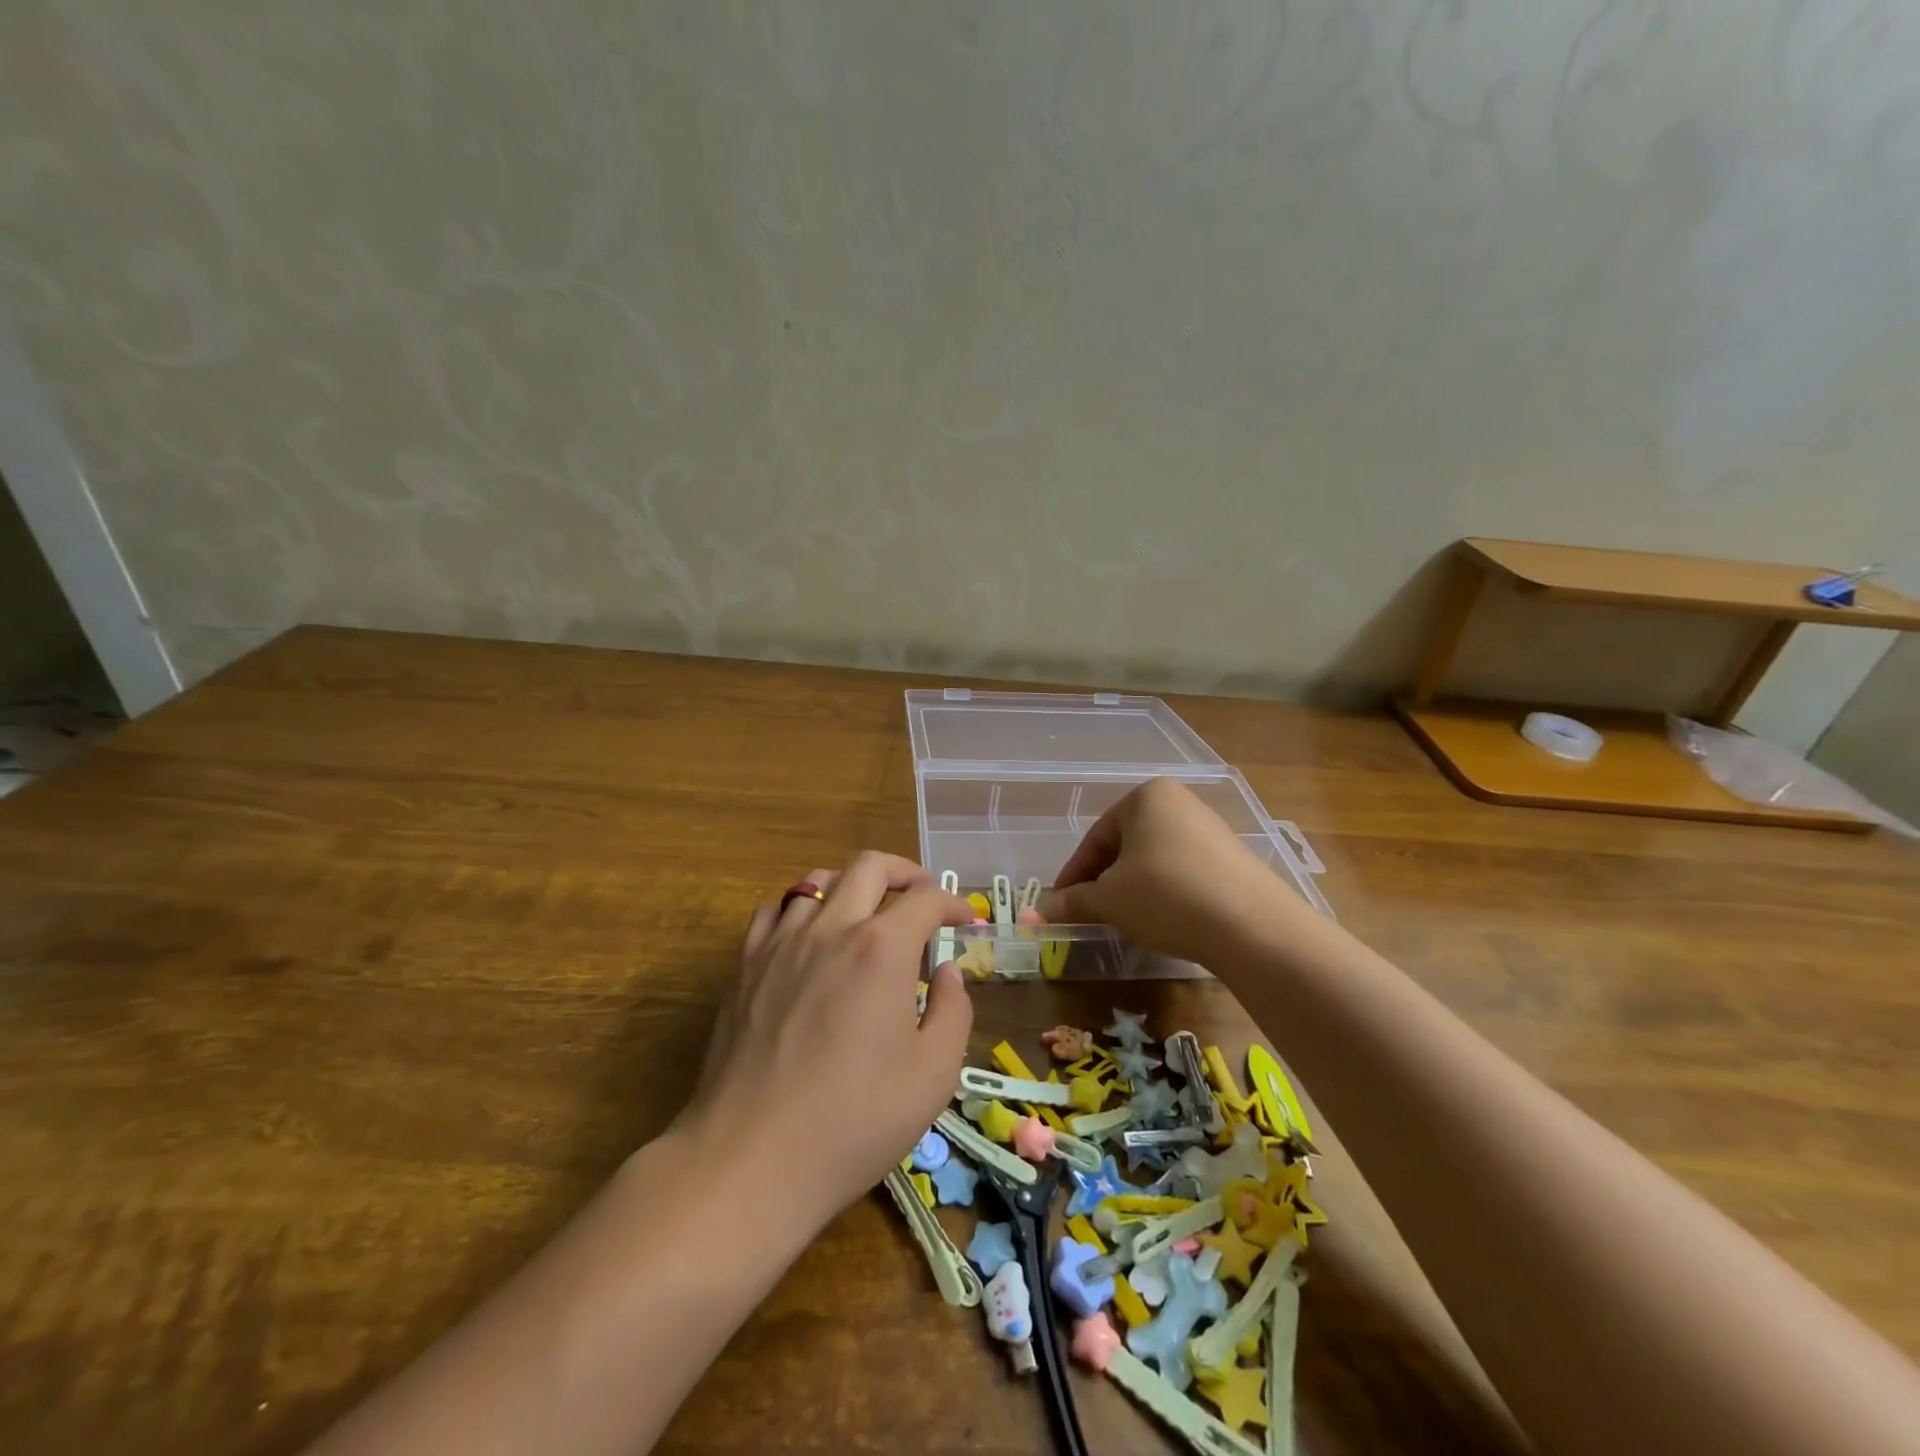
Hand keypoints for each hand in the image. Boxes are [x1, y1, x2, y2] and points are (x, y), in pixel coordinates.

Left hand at [684, 853, 974, 1230]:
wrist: (751, 1159)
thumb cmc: (854, 1121)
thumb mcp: (933, 1075)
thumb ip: (953, 1011)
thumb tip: (945, 971)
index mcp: (882, 948)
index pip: (927, 899)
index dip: (955, 904)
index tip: (967, 922)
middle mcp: (831, 927)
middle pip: (870, 866)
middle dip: (906, 872)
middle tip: (923, 897)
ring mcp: (781, 942)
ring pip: (818, 879)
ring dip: (853, 884)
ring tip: (868, 911)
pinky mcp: (745, 964)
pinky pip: (775, 909)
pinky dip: (802, 907)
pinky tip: (810, 933)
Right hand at [1040, 778, 1300, 967]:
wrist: (1251, 925)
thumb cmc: (1165, 895)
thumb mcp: (1109, 899)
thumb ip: (1074, 901)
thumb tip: (1044, 911)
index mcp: (1145, 797)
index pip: (1096, 837)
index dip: (1074, 874)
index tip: (1061, 904)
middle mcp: (1179, 802)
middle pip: (1126, 845)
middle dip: (1104, 880)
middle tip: (1090, 912)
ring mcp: (1210, 829)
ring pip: (1154, 859)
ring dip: (1133, 888)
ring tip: (1125, 920)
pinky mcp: (1232, 858)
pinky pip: (1183, 871)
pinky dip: (1164, 893)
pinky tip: (1163, 920)